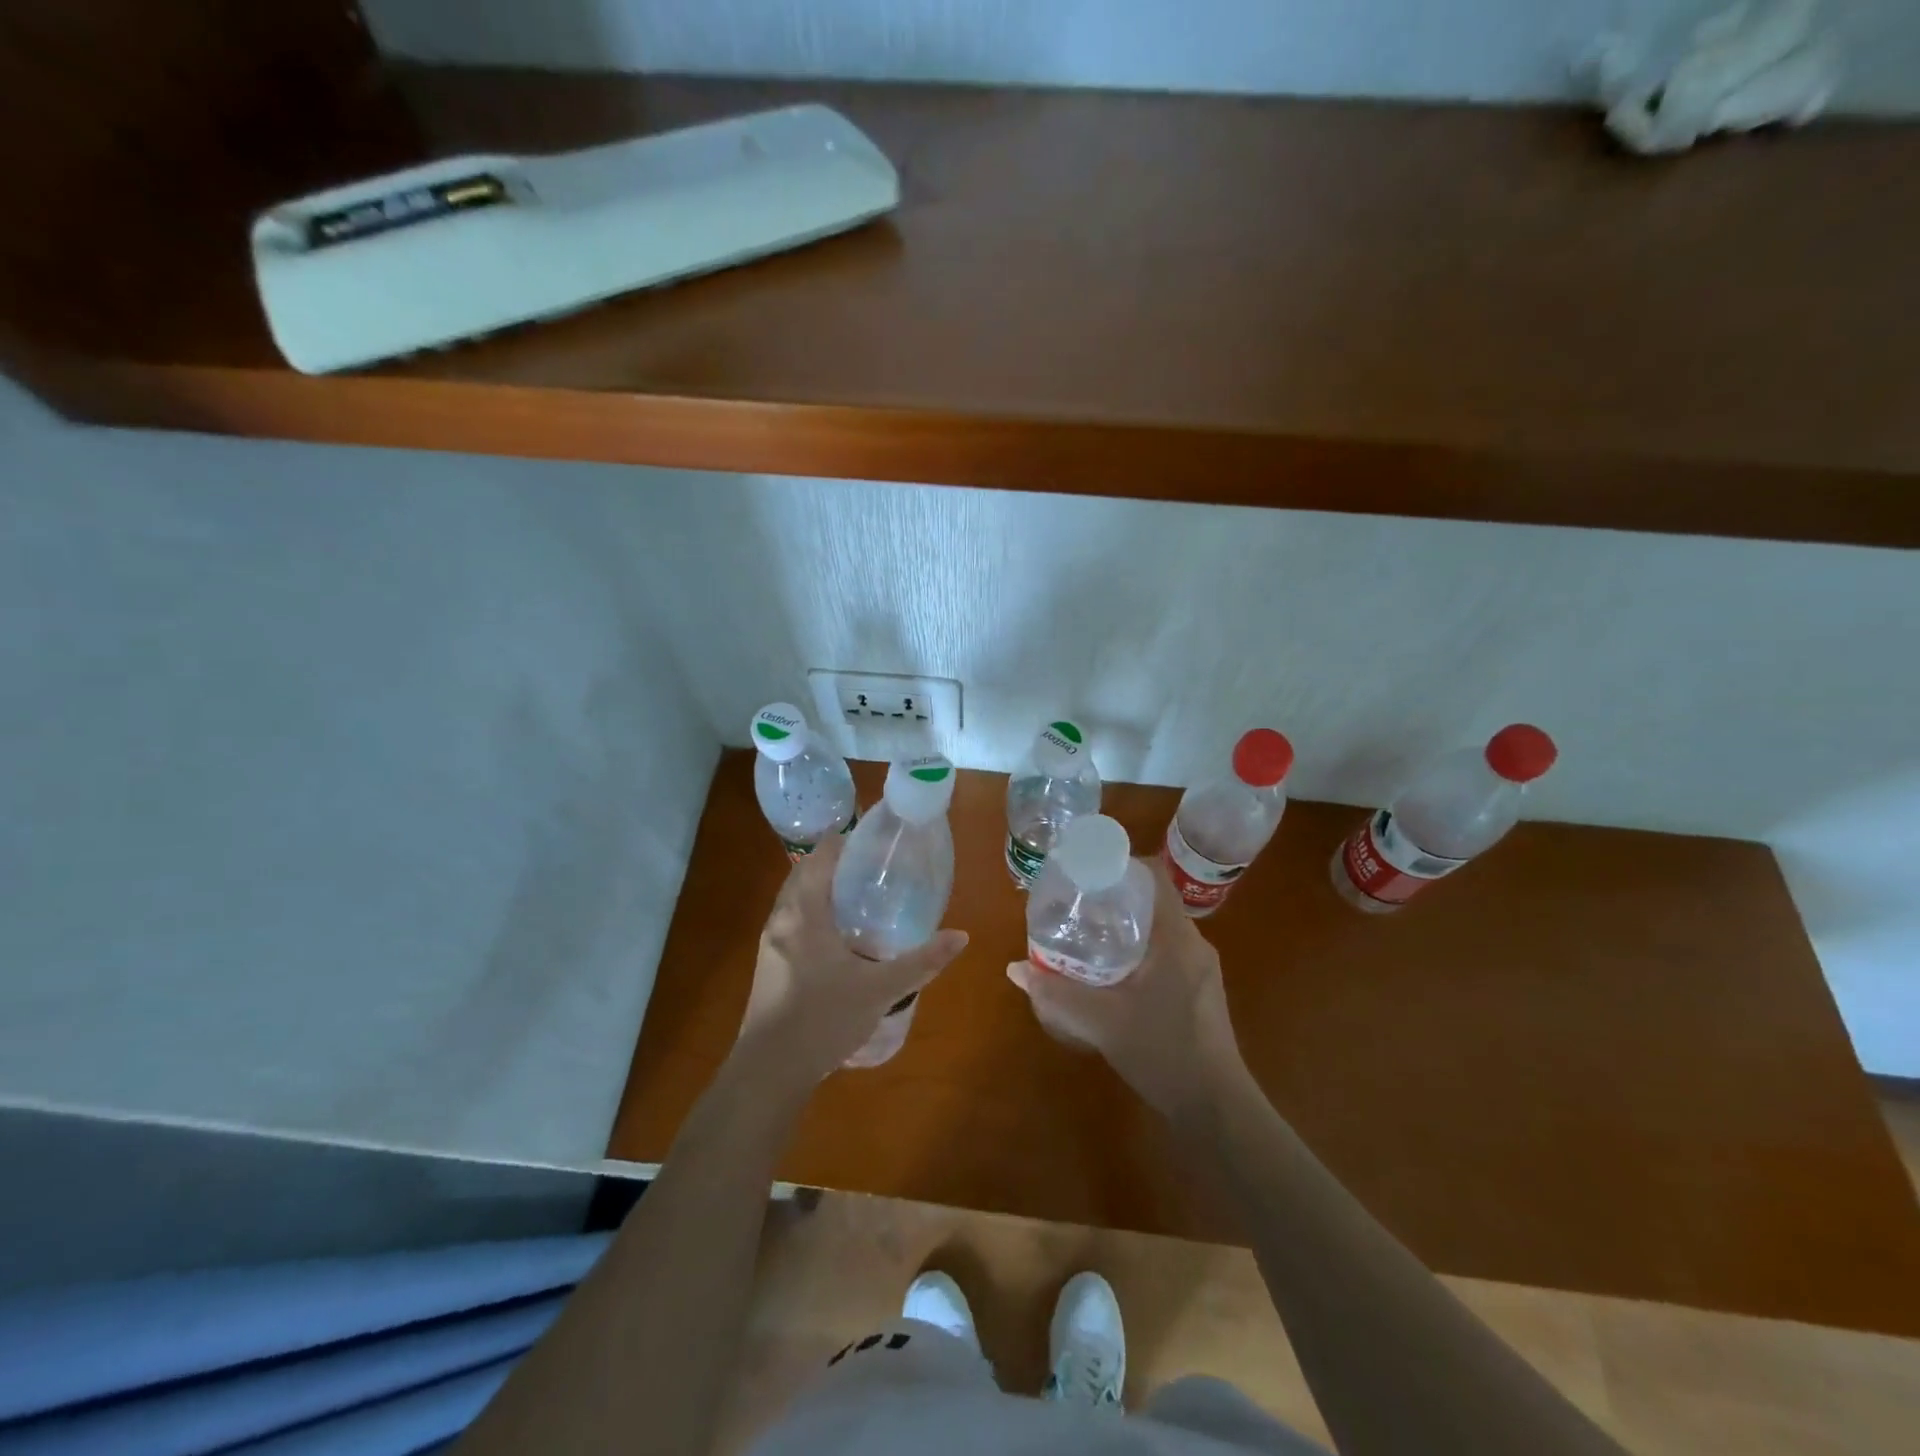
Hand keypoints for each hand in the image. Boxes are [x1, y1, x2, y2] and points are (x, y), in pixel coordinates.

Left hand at [736, 835, 968, 1087]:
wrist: (769, 1070)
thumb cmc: (823, 1019)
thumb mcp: (880, 989)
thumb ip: (921, 961)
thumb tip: (961, 937)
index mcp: (805, 912)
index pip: (820, 855)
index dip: (846, 842)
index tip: (875, 845)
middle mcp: (782, 918)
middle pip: (805, 872)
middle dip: (836, 864)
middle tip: (874, 870)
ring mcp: (770, 941)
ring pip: (796, 898)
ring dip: (822, 889)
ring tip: (861, 898)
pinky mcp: (768, 963)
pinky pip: (792, 920)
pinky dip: (813, 912)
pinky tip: (839, 937)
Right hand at [1007, 859, 1247, 1117]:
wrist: (1215, 1109)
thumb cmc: (1163, 1052)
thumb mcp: (1101, 1022)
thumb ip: (1057, 994)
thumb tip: (1015, 969)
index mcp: (1176, 937)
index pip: (1154, 876)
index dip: (1120, 865)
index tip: (1086, 871)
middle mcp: (1193, 944)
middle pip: (1152, 901)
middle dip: (1113, 898)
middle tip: (1075, 904)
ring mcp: (1200, 969)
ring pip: (1157, 929)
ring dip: (1123, 927)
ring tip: (1085, 935)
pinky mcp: (1198, 991)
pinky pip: (1165, 952)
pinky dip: (1136, 951)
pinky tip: (1110, 973)